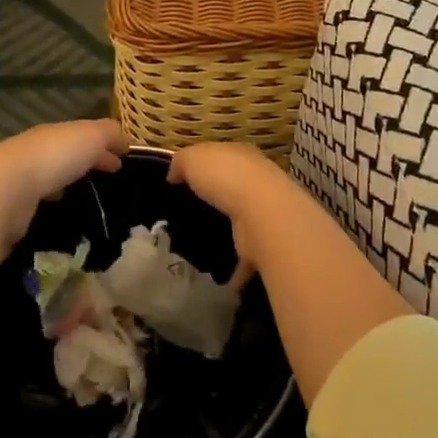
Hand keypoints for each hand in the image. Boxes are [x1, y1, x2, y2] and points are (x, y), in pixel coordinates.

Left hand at [0, 118, 130, 208]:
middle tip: (108, 176)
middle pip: (65, 152)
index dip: (105, 145)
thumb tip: (126, 140)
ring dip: (66, 179)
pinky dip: (49, 198)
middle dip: (86, 160)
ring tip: (83, 194)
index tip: (122, 160)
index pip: (83, 134)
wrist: (4, 190)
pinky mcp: (10, 203)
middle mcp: (35, 149)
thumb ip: (110, 134)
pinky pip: (36, 197)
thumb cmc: (53, 158)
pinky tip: (56, 207)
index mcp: (54, 132)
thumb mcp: (91, 136)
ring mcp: (19, 176)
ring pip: (49, 174)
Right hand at [168, 142, 304, 267]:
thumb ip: (181, 163)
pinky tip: (220, 281)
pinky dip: (235, 271)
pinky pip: (246, 259)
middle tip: (192, 213)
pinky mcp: (264, 244)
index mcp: (241, 157)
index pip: (223, 157)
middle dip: (219, 198)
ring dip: (229, 232)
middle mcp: (257, 182)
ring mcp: (263, 214)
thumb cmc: (224, 177)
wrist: (261, 213)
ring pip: (242, 222)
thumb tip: (174, 174)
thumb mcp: (192, 158)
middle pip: (235, 188)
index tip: (185, 181)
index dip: (206, 165)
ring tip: (203, 245)